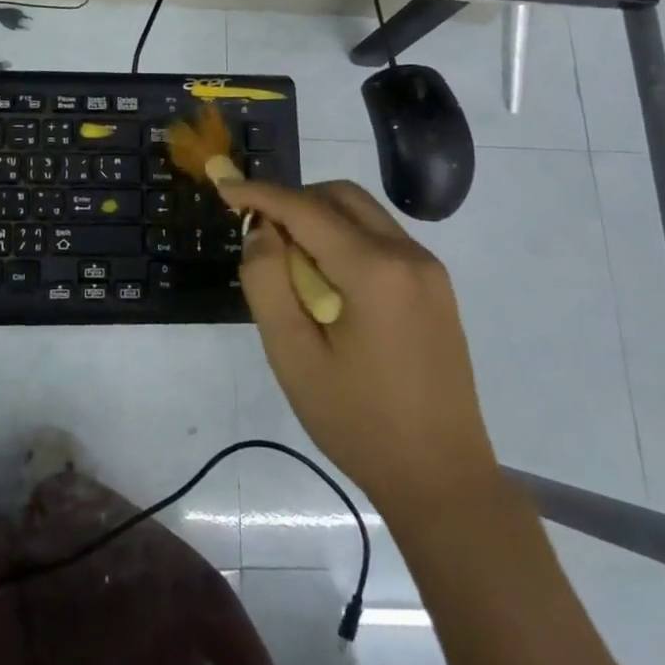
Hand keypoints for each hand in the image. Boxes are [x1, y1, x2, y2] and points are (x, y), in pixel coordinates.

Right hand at [218, 178, 497, 514]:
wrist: (441, 478)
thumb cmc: (358, 421)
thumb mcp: (293, 355)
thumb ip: (267, 282)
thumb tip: (261, 231)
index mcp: (375, 270)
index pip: (305, 209)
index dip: (259, 193)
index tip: (222, 186)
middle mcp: (409, 255)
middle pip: (340, 197)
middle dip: (293, 201)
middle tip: (259, 234)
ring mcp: (429, 270)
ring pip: (363, 214)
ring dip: (320, 219)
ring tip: (290, 263)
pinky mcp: (436, 288)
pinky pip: (382, 239)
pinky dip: (345, 239)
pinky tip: (328, 282)